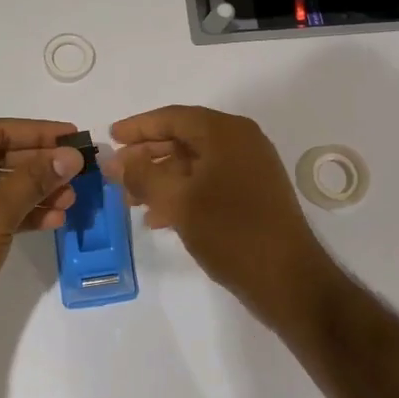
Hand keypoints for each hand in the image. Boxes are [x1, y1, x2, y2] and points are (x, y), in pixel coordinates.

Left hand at [0, 118, 83, 351]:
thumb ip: (36, 178)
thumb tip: (71, 155)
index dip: (40, 131)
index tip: (74, 136)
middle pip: (2, 157)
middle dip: (41, 165)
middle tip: (79, 171)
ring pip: (1, 187)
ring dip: (37, 191)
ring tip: (71, 200)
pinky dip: (22, 213)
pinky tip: (52, 220)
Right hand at [104, 105, 338, 324]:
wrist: (287, 279)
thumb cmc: (230, 231)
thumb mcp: (178, 201)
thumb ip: (142, 176)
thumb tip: (116, 161)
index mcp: (226, 133)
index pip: (174, 117)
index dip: (139, 127)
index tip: (111, 137)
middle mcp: (241, 142)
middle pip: (184, 138)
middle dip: (147, 156)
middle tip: (116, 172)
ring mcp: (250, 169)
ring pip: (194, 164)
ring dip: (161, 179)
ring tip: (130, 201)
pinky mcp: (253, 195)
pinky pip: (208, 183)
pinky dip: (182, 194)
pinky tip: (158, 218)